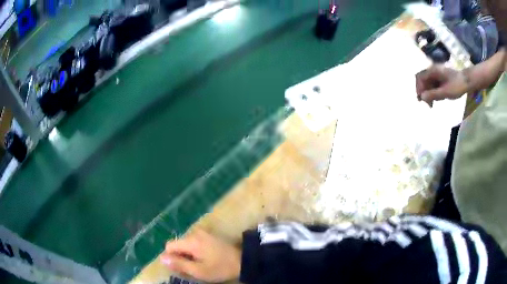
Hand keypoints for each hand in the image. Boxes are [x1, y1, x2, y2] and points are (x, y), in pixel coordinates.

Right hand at [161, 229, 240, 282]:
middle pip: (178, 244)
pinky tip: (206, 258)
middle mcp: (195, 233)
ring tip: (201, 264)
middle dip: (181, 256)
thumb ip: (179, 264)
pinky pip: (195, 242)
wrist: (244, 260)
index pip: (169, 246)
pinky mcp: (209, 235)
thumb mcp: (199, 271)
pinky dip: (196, 251)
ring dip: (188, 254)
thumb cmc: (220, 268)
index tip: (182, 268)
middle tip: (193, 268)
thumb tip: (161, 258)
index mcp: (191, 241)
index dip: (172, 258)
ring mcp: (203, 233)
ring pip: (186, 244)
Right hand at [415, 65, 469, 105]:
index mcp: (433, 71)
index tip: (421, 100)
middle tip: (428, 105)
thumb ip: (433, 94)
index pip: (419, 77)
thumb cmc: (457, 86)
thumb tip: (422, 97)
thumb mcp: (445, 92)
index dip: (418, 88)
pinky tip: (439, 98)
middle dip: (424, 92)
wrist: (467, 81)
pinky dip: (434, 92)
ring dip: (429, 93)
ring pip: (428, 83)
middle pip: (423, 80)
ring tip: (435, 103)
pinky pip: (433, 84)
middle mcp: (433, 70)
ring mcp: (437, 73)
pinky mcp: (441, 77)